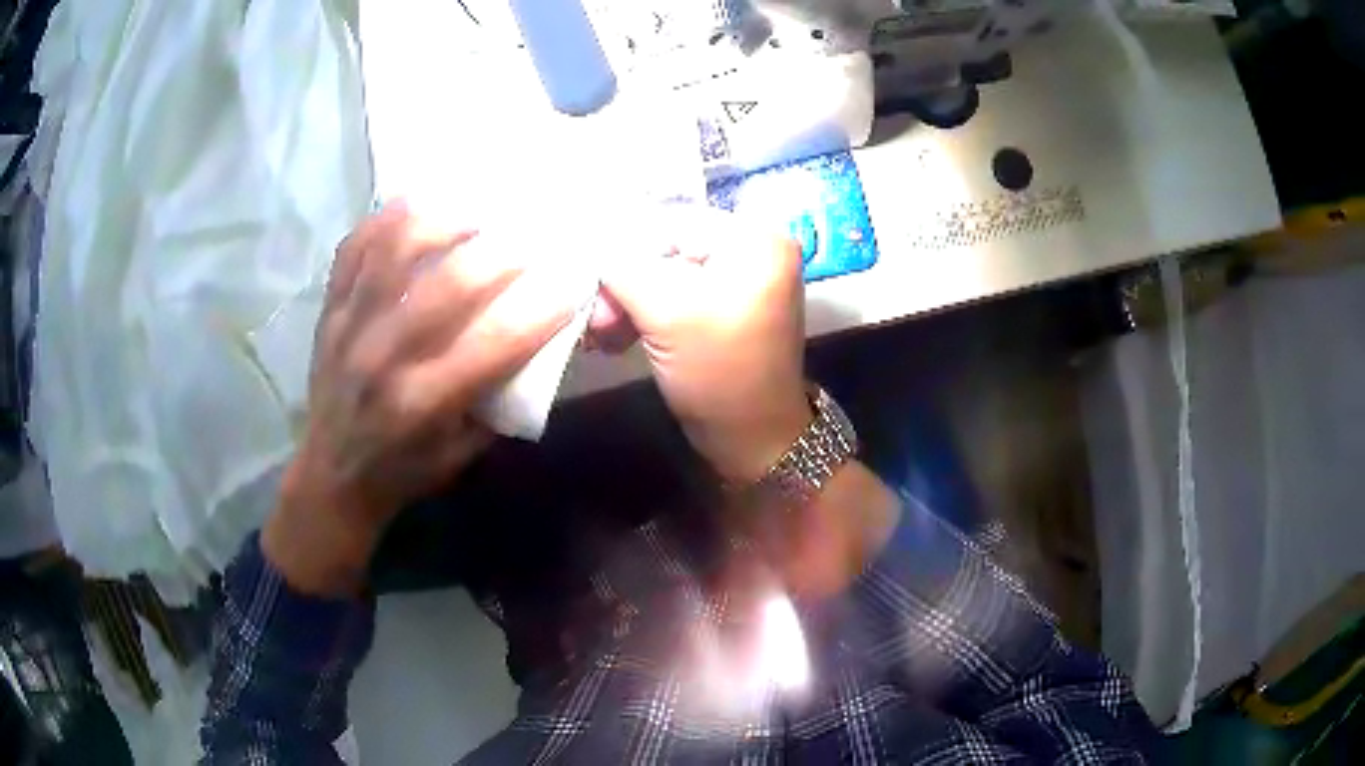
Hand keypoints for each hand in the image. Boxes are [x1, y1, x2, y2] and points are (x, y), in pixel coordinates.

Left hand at [264, 202, 576, 594]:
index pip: (493, 344)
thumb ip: (497, 398)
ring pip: (395, 251)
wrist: (333, 474)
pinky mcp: (330, 309)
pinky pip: (355, 247)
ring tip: (477, 211)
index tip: (572, 281)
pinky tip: (419, 205)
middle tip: (533, 234)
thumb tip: (536, 340)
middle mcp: (382, 357)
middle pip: (446, 285)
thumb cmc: (405, 469)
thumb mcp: (463, 453)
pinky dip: (387, 219)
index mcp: (421, 403)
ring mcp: (350, 325)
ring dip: (444, 222)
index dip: (540, 308)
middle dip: (501, 253)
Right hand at [595, 208, 811, 482]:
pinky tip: (617, 338)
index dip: (623, 250)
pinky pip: (675, 295)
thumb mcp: (666, 312)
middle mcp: (752, 248)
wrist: (754, 442)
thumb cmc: (720, 373)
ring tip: (602, 335)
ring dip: (627, 303)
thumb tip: (589, 245)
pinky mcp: (724, 307)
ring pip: (664, 274)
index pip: (671, 222)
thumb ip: (622, 267)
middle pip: (666, 247)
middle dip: (625, 284)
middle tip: (597, 321)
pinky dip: (645, 314)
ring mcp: (740, 279)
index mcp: (755, 238)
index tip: (590, 289)